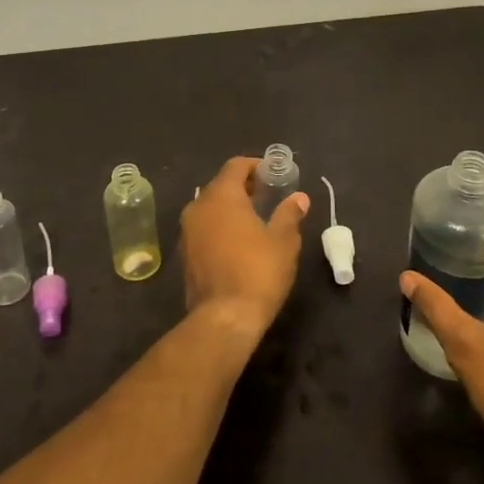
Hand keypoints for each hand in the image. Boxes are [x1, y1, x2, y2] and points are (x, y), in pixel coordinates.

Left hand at [179, 157, 308, 343]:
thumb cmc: (258, 271)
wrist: (224, 318)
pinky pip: (204, 228)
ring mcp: (187, 231)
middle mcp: (198, 207)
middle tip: (268, 196)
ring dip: (231, 207)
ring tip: (256, 219)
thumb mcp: (283, 241)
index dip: (255, 166)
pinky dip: (220, 226)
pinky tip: (239, 242)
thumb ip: (289, 214)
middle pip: (221, 185)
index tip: (273, 174)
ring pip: (210, 207)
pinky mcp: (185, 254)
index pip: (235, 166)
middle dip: (244, 186)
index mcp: (221, 196)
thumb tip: (299, 198)